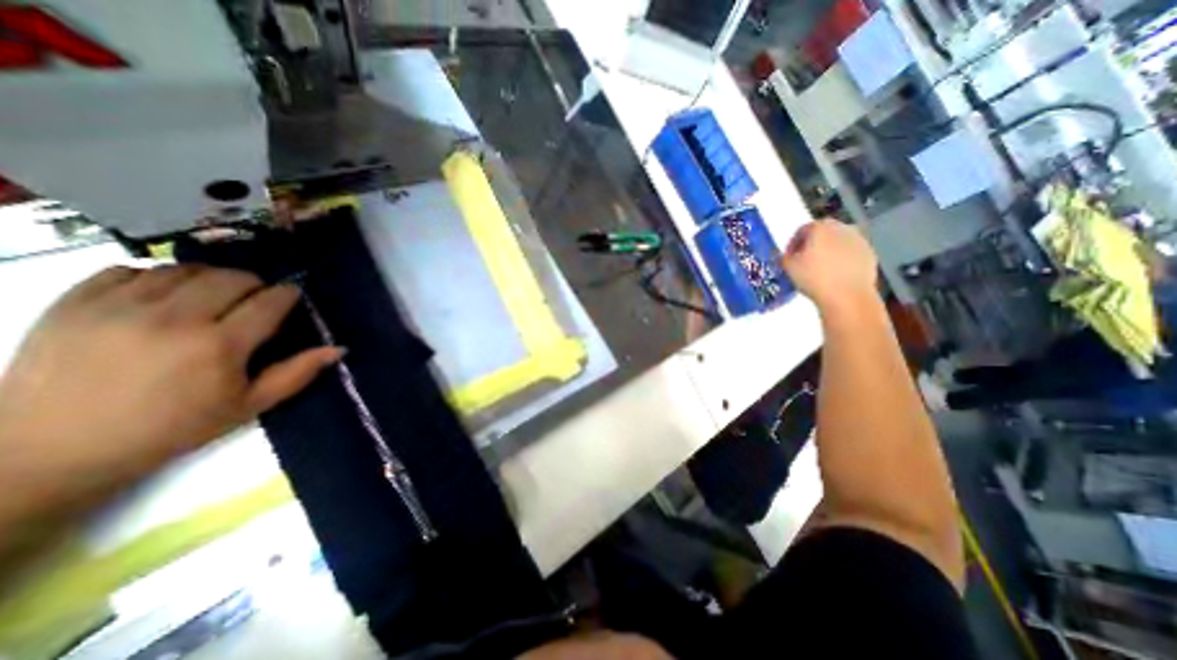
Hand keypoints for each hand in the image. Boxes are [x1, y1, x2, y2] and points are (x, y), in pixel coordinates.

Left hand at [0, 263, 339, 499]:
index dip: (287, 294)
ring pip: (186, 269)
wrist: (49, 448)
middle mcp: (174, 318)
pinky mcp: (74, 302)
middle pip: (232, 277)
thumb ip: (296, 373)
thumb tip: (338, 348)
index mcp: (220, 345)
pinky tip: (164, 296)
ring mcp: (119, 307)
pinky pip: (131, 269)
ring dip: (211, 278)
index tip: (291, 297)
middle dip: (254, 284)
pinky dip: (158, 276)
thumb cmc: (172, 428)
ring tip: (212, 297)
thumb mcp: (248, 406)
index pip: (269, 301)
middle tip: (255, 300)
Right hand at [779, 219, 872, 313]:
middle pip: (823, 232)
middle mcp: (842, 228)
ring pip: (837, 242)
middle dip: (812, 245)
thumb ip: (785, 256)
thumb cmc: (815, 278)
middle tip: (803, 261)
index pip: (802, 229)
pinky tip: (834, 275)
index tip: (789, 256)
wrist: (847, 296)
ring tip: (819, 269)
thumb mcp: (788, 267)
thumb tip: (786, 256)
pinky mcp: (869, 254)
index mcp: (820, 227)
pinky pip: (850, 253)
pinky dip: (842, 260)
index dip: (793, 244)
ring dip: (828, 251)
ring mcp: (858, 240)